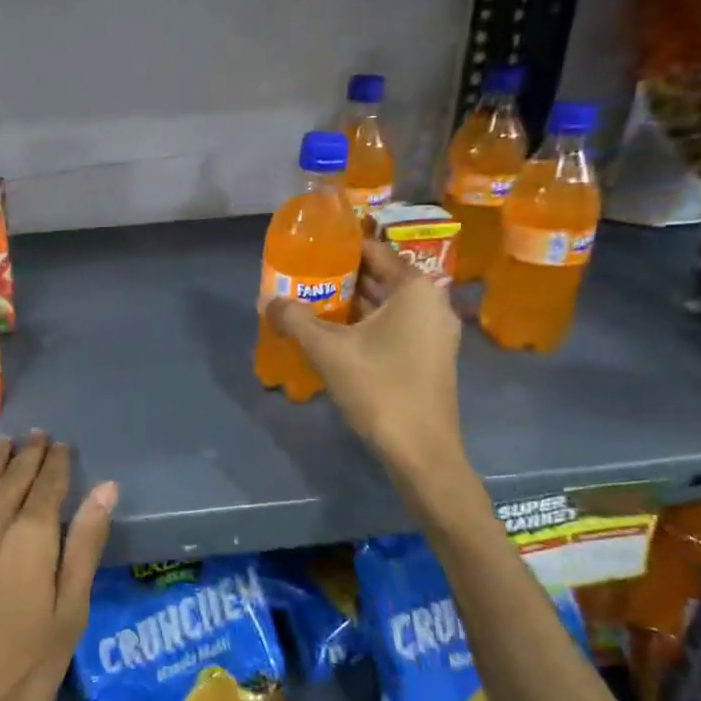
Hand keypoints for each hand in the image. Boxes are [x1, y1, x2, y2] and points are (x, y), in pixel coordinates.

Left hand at [0, 433, 114, 700]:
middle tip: (37, 436)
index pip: (48, 487)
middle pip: (12, 480)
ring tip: (3, 442)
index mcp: (30, 539)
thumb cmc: (18, 675)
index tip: (62, 446)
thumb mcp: (67, 617)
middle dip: (27, 456)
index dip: (57, 464)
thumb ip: (84, 547)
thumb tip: (106, 489)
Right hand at [266, 241, 471, 520]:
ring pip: (386, 305)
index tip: (308, 248)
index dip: (340, 247)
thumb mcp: (328, 350)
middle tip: (302, 275)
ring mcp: (434, 332)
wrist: (421, 452)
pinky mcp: (429, 357)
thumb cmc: (379, 388)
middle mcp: (432, 303)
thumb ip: (295, 319)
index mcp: (415, 289)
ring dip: (350, 303)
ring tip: (310, 302)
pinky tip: (333, 335)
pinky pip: (394, 326)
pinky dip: (365, 325)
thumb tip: (266, 300)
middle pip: (380, 277)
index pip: (375, 251)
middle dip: (341, 277)